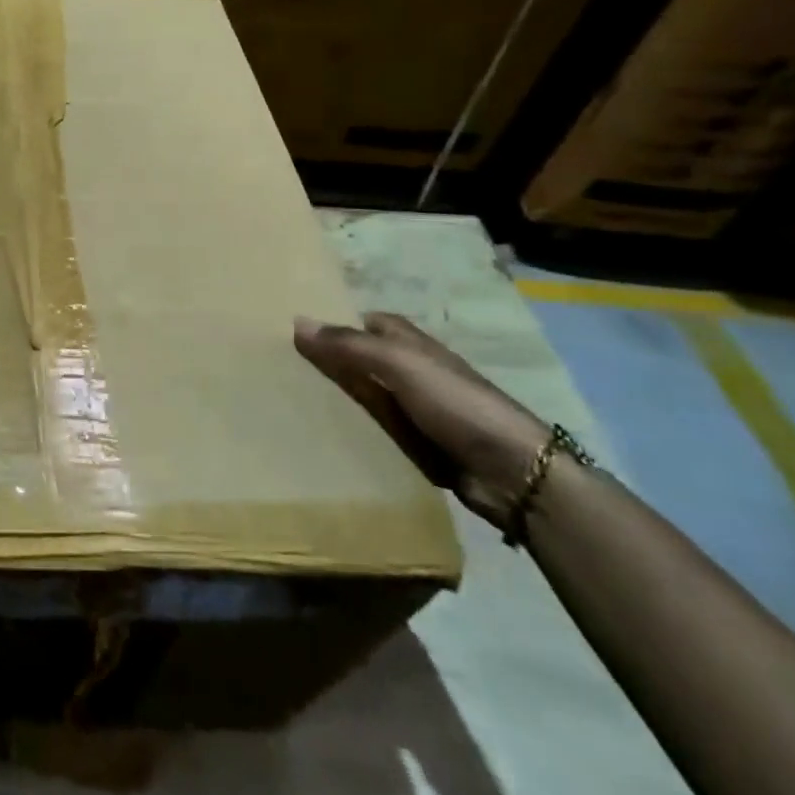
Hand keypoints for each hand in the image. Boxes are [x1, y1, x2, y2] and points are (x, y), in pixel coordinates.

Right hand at [293, 312, 548, 528]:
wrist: (513, 473)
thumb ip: (348, 344)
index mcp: (410, 343)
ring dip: (338, 401)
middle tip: (282, 370)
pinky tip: (324, 437)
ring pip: (366, 397)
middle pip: (361, 360)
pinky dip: (355, 433)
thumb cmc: (456, 404)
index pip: (365, 322)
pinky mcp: (418, 445)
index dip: (334, 324)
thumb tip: (297, 320)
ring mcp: (416, 410)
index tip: (294, 332)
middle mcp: (412, 371)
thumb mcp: (399, 365)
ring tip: (290, 403)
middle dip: (329, 363)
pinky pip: (376, 432)